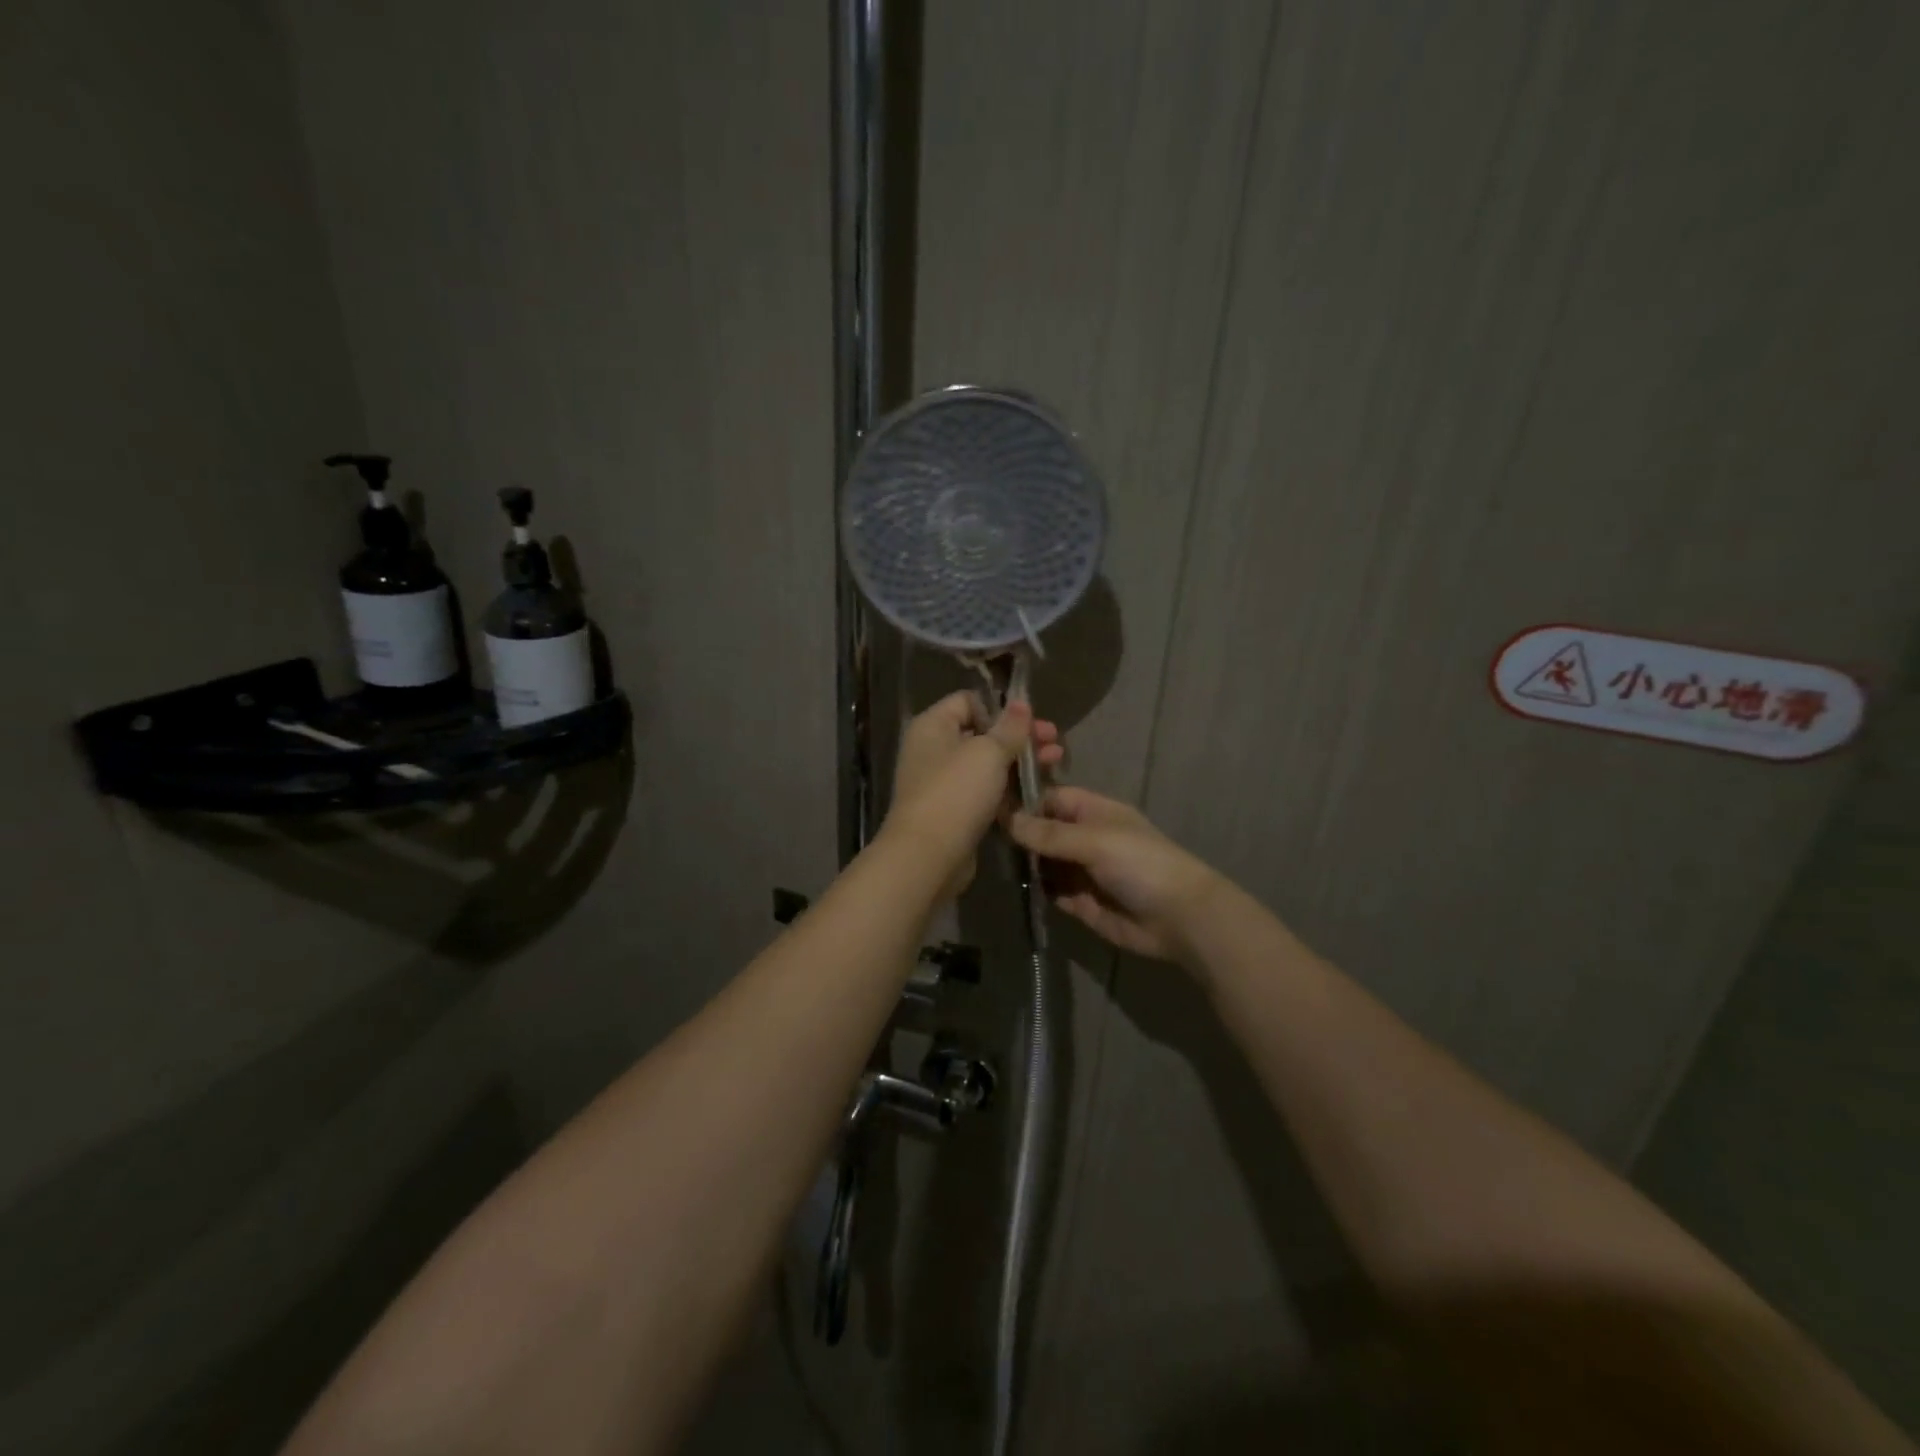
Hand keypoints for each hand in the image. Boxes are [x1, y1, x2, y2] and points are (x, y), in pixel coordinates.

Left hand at [886, 691, 1063, 897]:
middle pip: (981, 733)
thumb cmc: (956, 793)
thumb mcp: (988, 752)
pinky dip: (1007, 790)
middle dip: (1020, 737)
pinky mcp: (953, 811)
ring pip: (986, 764)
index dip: (1000, 707)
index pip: (968, 700)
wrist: (928, 856)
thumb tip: (1020, 703)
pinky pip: (984, 792)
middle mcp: (933, 749)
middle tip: (1054, 743)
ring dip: (1019, 763)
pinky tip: (1037, 792)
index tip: (1031, 720)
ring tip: (1055, 764)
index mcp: (933, 726)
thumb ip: (1009, 727)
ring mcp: (942, 782)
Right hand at [1007, 788, 1220, 962]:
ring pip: (1044, 863)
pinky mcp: (1080, 902)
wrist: (1179, 918)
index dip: (1025, 801)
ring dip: (1025, 864)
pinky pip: (1051, 891)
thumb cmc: (1140, 864)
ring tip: (990, 863)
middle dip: (1020, 835)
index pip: (1051, 798)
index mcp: (1093, 812)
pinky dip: (1037, 890)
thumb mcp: (1094, 840)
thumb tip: (1007, 819)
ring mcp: (1082, 871)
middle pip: (1044, 832)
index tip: (989, 805)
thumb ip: (1049, 833)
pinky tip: (1013, 887)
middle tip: (980, 837)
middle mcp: (1085, 838)